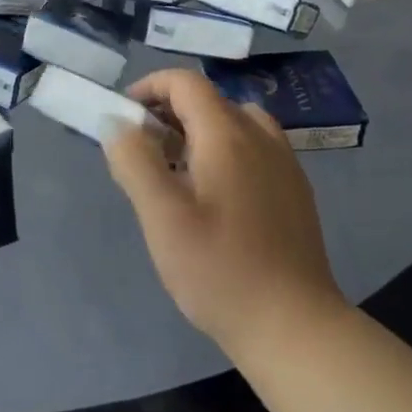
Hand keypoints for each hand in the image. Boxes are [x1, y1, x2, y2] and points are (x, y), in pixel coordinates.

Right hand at [104, 70, 348, 363]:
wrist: (295, 328)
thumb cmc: (220, 270)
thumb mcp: (161, 216)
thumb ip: (134, 160)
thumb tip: (115, 121)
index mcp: (228, 135)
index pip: (185, 83)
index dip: (149, 88)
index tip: (124, 120)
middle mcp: (261, 137)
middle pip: (209, 100)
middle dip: (168, 113)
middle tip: (143, 153)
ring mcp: (284, 164)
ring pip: (233, 123)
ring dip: (198, 132)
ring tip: (177, 172)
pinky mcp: (294, 191)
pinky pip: (253, 148)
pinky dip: (224, 151)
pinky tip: (214, 197)